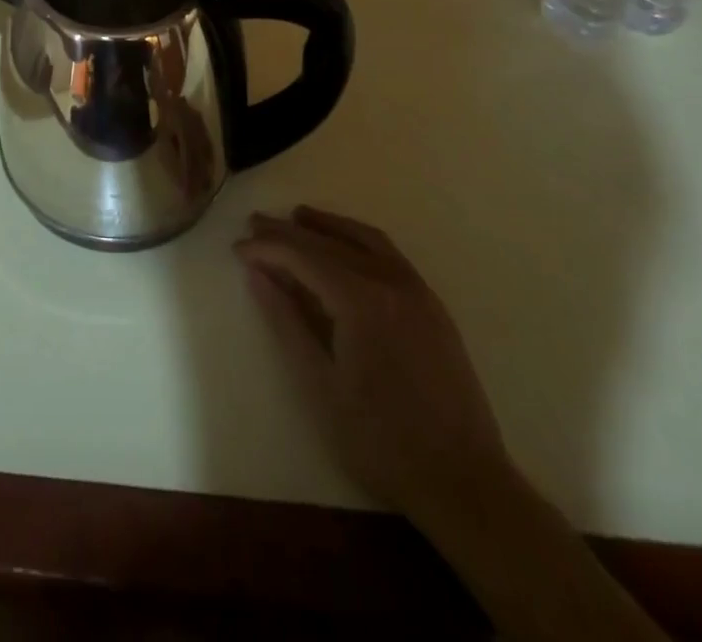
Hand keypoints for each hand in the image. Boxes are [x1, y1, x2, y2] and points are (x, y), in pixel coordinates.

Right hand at [235, 206, 509, 521]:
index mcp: (361, 300)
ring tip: (297, 217)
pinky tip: (344, 246)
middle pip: (330, 243)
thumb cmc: (380, 440)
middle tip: (255, 223)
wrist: (464, 483)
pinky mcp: (432, 305)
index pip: (304, 256)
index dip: (268, 248)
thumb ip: (286, 321)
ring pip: (364, 239)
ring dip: (327, 226)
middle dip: (289, 232)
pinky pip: (389, 255)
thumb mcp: (320, 384)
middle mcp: (391, 281)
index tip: (238, 247)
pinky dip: (358, 240)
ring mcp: (417, 291)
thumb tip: (257, 274)